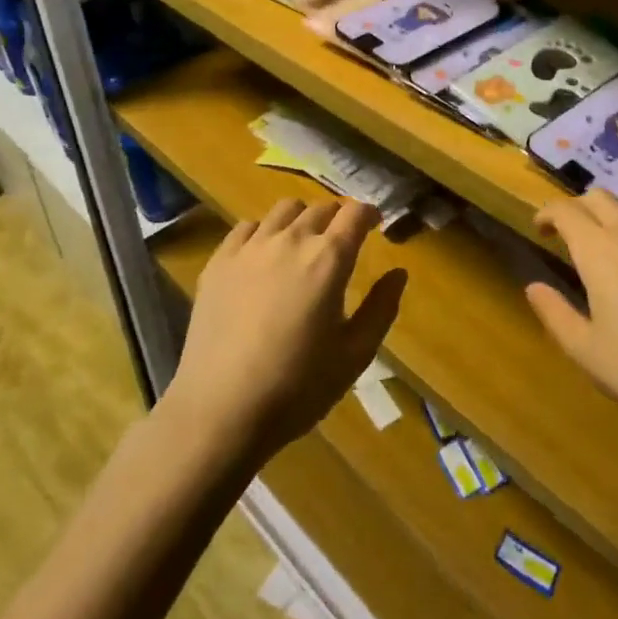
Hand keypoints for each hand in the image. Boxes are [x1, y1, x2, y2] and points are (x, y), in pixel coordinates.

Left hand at [166, 199, 405, 461]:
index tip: (375, 223)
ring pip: (284, 210)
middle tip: (341, 240)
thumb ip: (381, 308)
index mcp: (329, 259)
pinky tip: (263, 256)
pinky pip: (246, 227)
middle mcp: (291, 240)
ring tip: (302, 243)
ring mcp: (250, 247)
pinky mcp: (219, 262)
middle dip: (338, 217)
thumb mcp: (354, 355)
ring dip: (302, 218)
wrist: (220, 411)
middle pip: (321, 207)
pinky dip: (263, 232)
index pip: (355, 213)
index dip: (369, 213)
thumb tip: (399, 273)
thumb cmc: (297, 387)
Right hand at [527, 191, 617, 451]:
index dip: (548, 213)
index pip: (566, 210)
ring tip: (613, 242)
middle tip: (571, 233)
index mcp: (600, 250)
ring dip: (616, 213)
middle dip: (579, 207)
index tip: (541, 228)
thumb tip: (534, 287)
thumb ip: (555, 314)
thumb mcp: (587, 352)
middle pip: (601, 197)